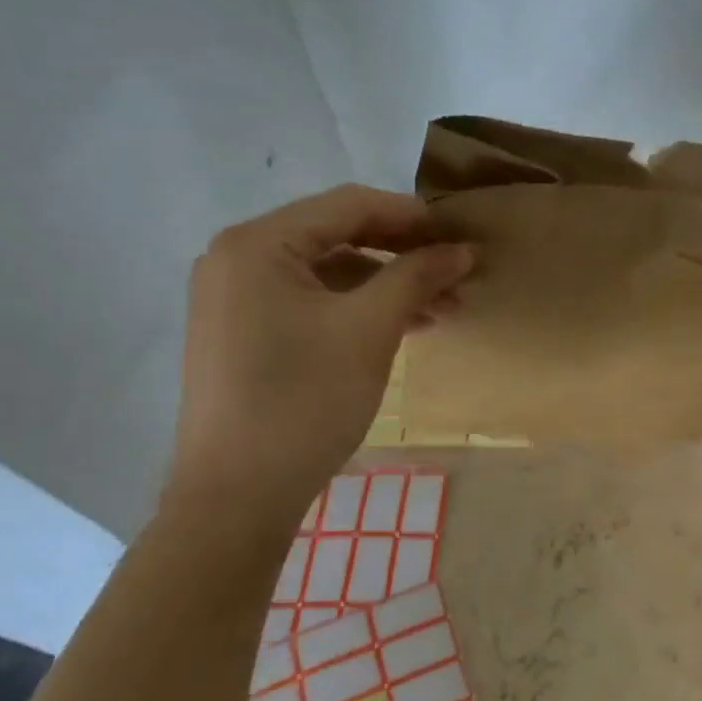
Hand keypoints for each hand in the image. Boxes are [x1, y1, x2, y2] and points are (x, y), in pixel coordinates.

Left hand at [167, 185, 472, 525]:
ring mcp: (238, 299)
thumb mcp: (369, 329)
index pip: (349, 206)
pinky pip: (313, 304)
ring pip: (330, 274)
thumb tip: (463, 248)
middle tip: (458, 276)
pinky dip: (360, 310)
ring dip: (388, 286)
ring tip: (443, 310)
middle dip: (404, 255)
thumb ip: (417, 276)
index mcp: (258, 244)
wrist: (238, 494)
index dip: (413, 217)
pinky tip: (404, 327)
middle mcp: (238, 259)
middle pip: (338, 237)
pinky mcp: (246, 334)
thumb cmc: (304, 400)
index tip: (463, 236)